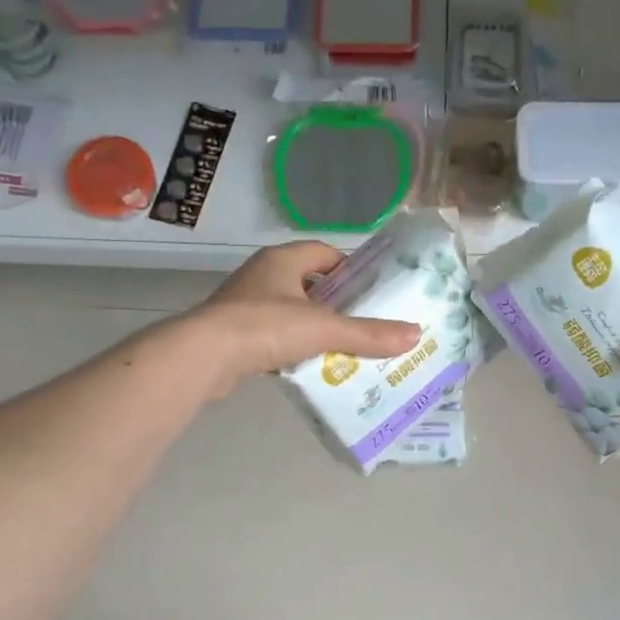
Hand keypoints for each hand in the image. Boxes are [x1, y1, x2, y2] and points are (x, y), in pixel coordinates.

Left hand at [189, 242, 420, 392]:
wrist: (205, 356)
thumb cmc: (266, 327)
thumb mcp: (324, 329)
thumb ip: (368, 333)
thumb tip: (415, 334)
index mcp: (282, 260)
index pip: (324, 252)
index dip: (349, 269)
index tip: (372, 291)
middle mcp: (262, 275)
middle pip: (309, 283)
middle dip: (336, 303)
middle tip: (364, 324)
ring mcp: (244, 304)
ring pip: (290, 311)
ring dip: (313, 328)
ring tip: (343, 349)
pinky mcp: (234, 334)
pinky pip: (273, 336)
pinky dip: (292, 348)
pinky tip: (310, 367)